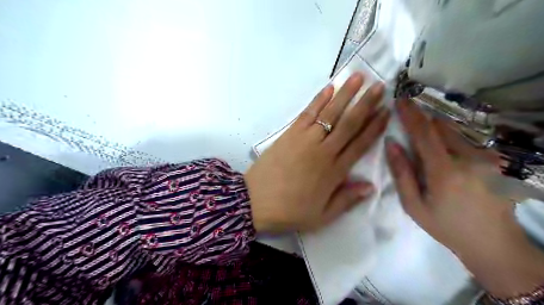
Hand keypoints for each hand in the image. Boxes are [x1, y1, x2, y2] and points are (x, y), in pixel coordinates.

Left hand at [245, 72, 388, 233]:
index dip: (374, 127)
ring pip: (330, 113)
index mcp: (334, 172)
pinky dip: (318, 100)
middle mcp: (323, 151)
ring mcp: (305, 139)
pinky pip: (307, 113)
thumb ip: (347, 200)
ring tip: (358, 77)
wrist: (255, 202)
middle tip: (380, 86)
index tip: (386, 111)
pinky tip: (329, 88)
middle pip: (349, 123)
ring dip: (345, 94)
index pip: (360, 144)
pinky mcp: (290, 134)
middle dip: (365, 103)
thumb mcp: (322, 216)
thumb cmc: (290, 211)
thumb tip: (371, 186)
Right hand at [387, 99, 543, 296]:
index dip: (411, 114)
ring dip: (437, 128)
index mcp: (445, 172)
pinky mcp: (498, 161)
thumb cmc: (446, 225)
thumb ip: (401, 173)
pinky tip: (446, 152)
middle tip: (409, 118)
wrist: (493, 243)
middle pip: (442, 126)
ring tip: (425, 135)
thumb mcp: (414, 205)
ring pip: (456, 131)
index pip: (425, 133)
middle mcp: (471, 159)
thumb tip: (391, 143)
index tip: (400, 99)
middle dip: (423, 119)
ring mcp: (489, 159)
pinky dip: (452, 138)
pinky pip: (468, 140)